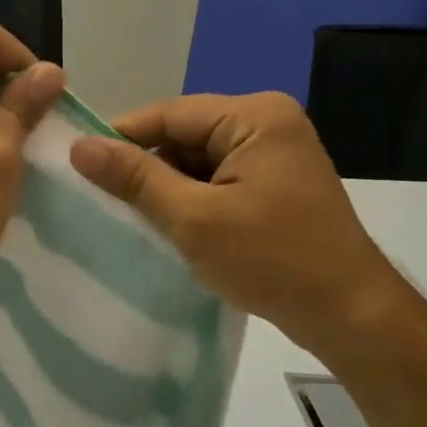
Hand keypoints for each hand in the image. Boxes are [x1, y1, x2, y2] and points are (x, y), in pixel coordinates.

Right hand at [68, 93, 410, 358]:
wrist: (348, 313)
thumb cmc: (271, 259)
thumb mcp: (193, 218)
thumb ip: (136, 179)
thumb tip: (78, 146)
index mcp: (255, 117)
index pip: (169, 113)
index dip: (121, 138)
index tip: (79, 166)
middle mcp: (268, 124)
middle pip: (183, 135)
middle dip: (147, 168)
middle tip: (105, 202)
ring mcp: (276, 155)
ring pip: (198, 161)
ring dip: (168, 189)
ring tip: (134, 220)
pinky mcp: (276, 185)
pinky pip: (219, 180)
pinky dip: (193, 201)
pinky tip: (172, 229)